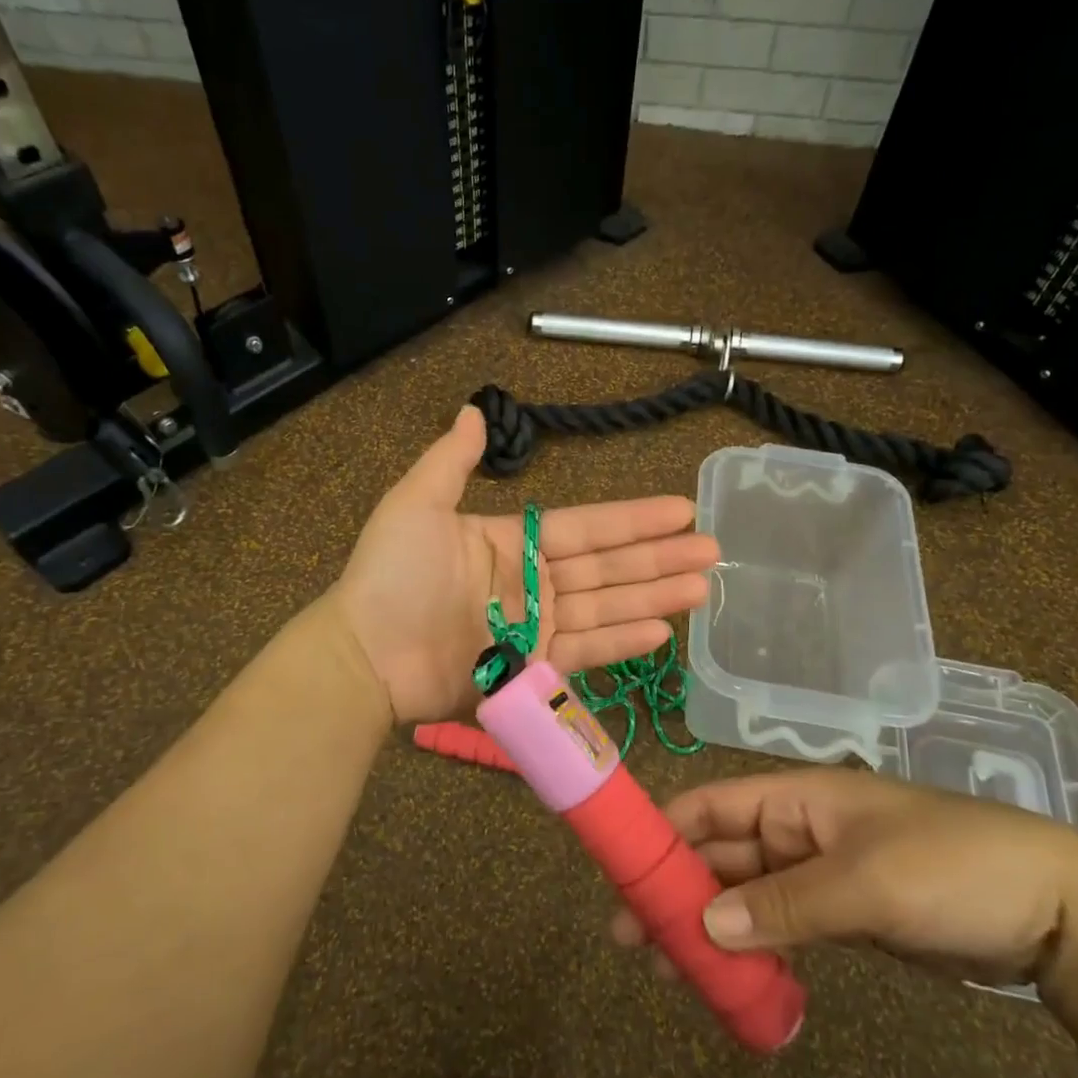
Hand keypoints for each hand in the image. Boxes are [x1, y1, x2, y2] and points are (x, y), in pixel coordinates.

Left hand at [331, 406, 719, 723]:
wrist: (364, 653)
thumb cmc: (391, 575)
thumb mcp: (417, 504)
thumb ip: (451, 460)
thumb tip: (473, 411)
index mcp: (513, 541)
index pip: (587, 526)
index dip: (634, 518)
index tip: (680, 508)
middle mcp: (532, 582)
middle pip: (608, 567)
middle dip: (660, 557)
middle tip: (713, 548)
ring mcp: (535, 626)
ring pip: (607, 607)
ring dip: (654, 597)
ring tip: (702, 587)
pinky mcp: (532, 666)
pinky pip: (586, 651)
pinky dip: (622, 642)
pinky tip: (661, 632)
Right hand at [611, 768, 1077, 991]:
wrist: (1055, 910)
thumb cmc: (951, 867)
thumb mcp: (866, 883)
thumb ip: (784, 904)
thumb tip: (705, 926)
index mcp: (795, 798)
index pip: (712, 805)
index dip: (665, 831)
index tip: (624, 871)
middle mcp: (796, 830)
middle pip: (720, 855)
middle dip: (677, 891)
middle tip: (631, 939)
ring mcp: (818, 874)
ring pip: (745, 896)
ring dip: (708, 927)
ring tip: (667, 971)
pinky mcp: (841, 916)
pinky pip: (780, 928)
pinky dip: (753, 951)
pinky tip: (730, 981)